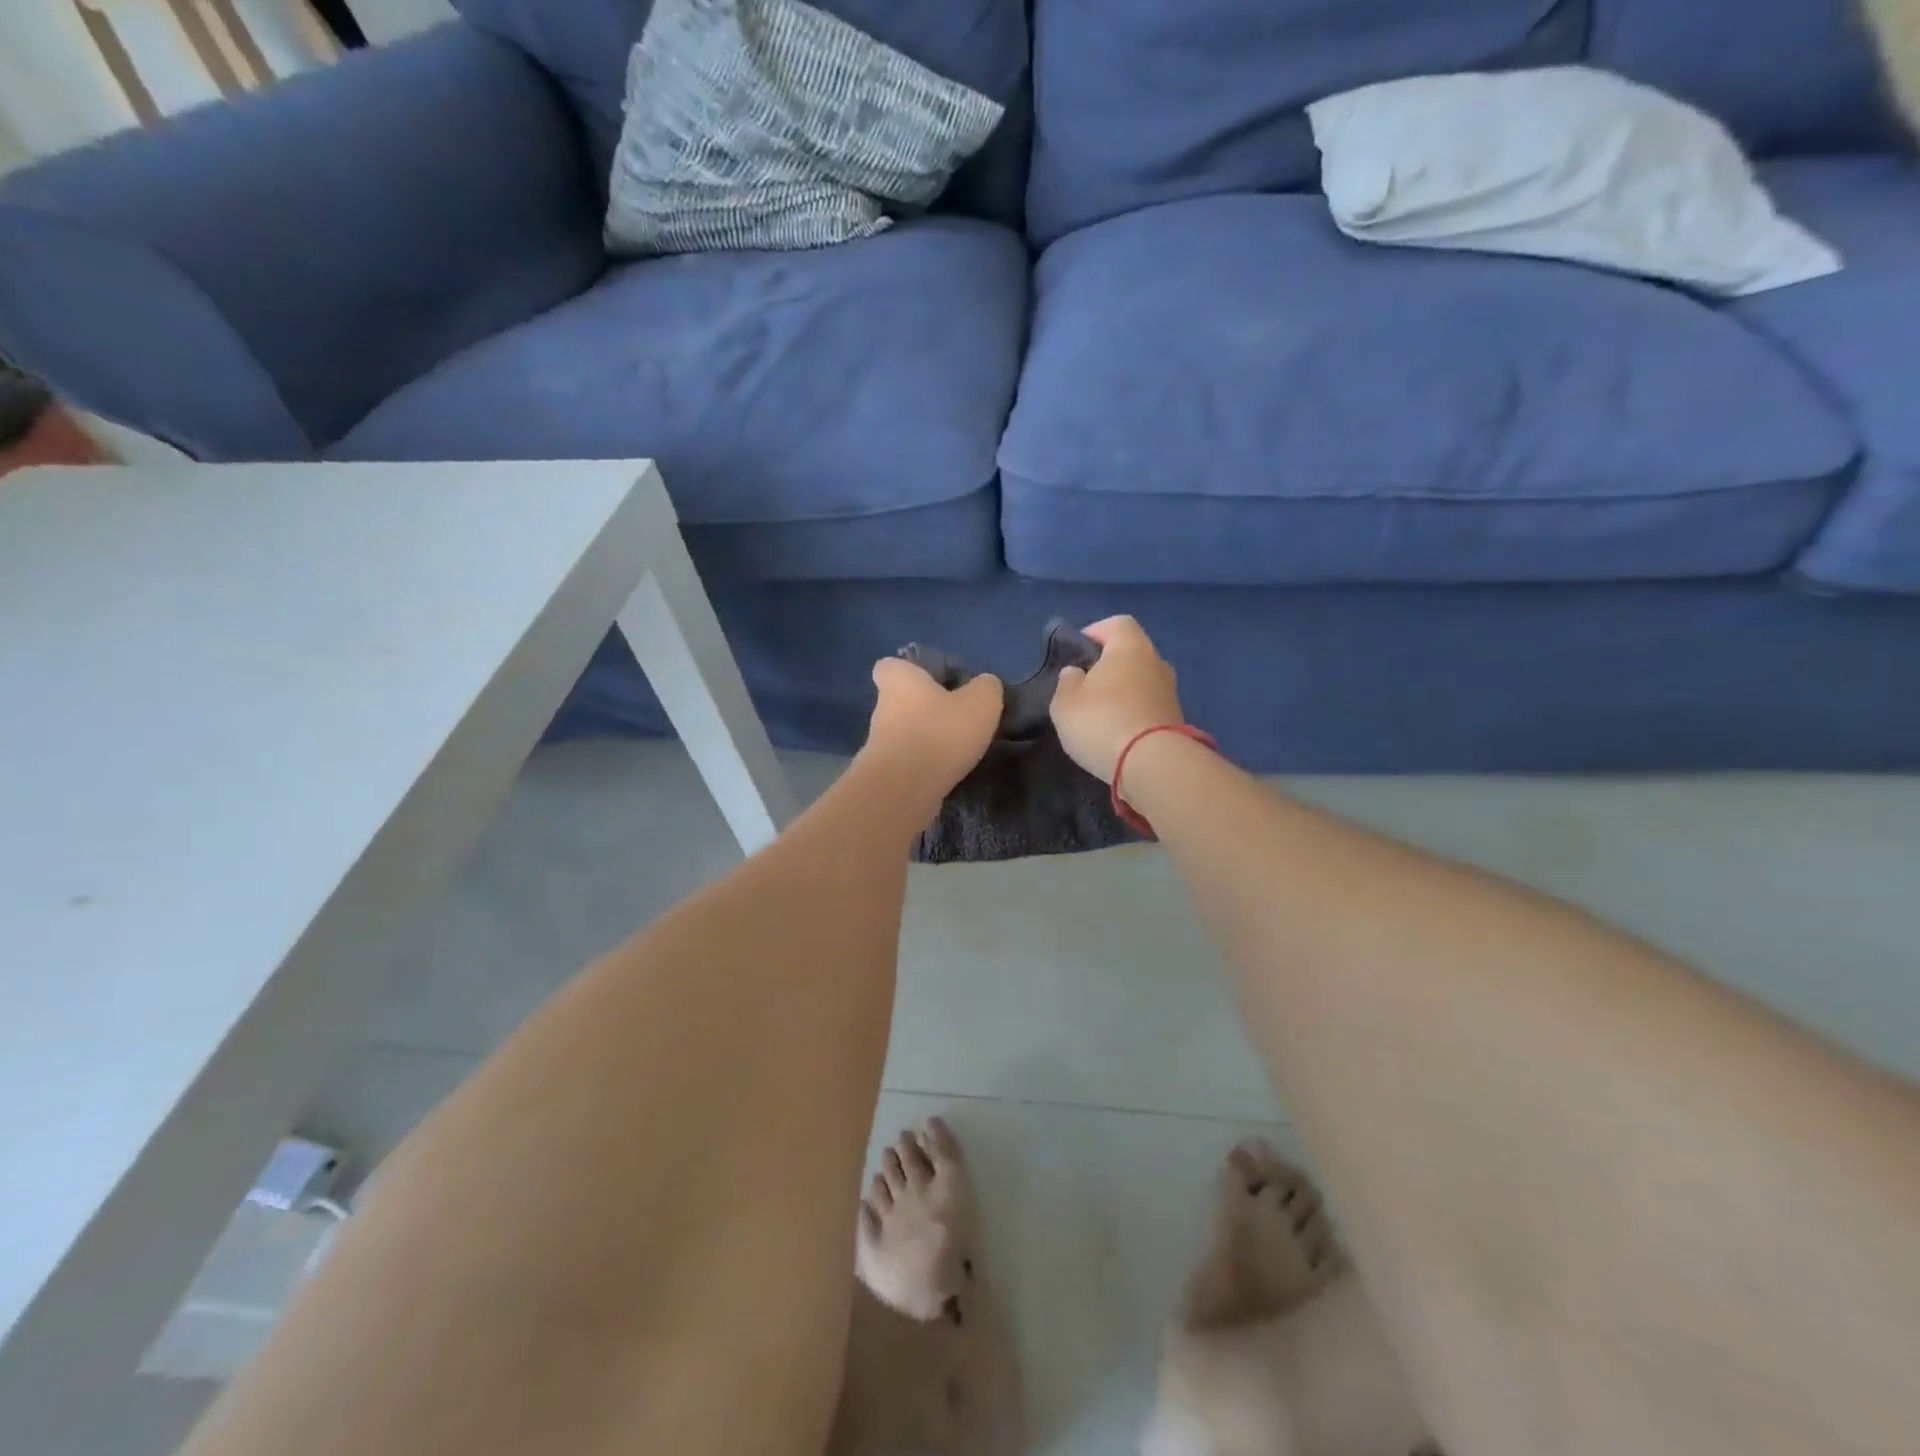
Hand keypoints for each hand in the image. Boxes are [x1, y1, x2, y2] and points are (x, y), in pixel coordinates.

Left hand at [862, 657, 1003, 805]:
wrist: (905, 788)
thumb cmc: (940, 732)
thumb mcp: (981, 702)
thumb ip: (986, 687)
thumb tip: (985, 685)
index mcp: (899, 679)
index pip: (889, 665)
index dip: (909, 671)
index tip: (932, 682)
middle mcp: (882, 707)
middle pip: (901, 701)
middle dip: (924, 709)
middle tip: (956, 718)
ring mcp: (879, 743)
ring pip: (904, 734)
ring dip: (926, 739)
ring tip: (958, 749)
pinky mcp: (884, 774)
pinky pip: (908, 762)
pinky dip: (925, 765)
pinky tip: (948, 772)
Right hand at [1049, 616, 1183, 783]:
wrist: (1152, 765)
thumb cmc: (1102, 722)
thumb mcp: (1065, 702)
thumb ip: (1067, 681)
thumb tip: (1077, 673)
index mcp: (1130, 647)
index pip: (1117, 623)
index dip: (1096, 632)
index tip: (1078, 653)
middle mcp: (1156, 662)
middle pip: (1131, 653)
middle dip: (1109, 665)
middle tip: (1085, 686)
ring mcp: (1171, 692)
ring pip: (1141, 681)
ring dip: (1123, 692)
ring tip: (1100, 714)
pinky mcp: (1177, 719)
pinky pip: (1149, 706)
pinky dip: (1134, 713)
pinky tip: (1117, 733)